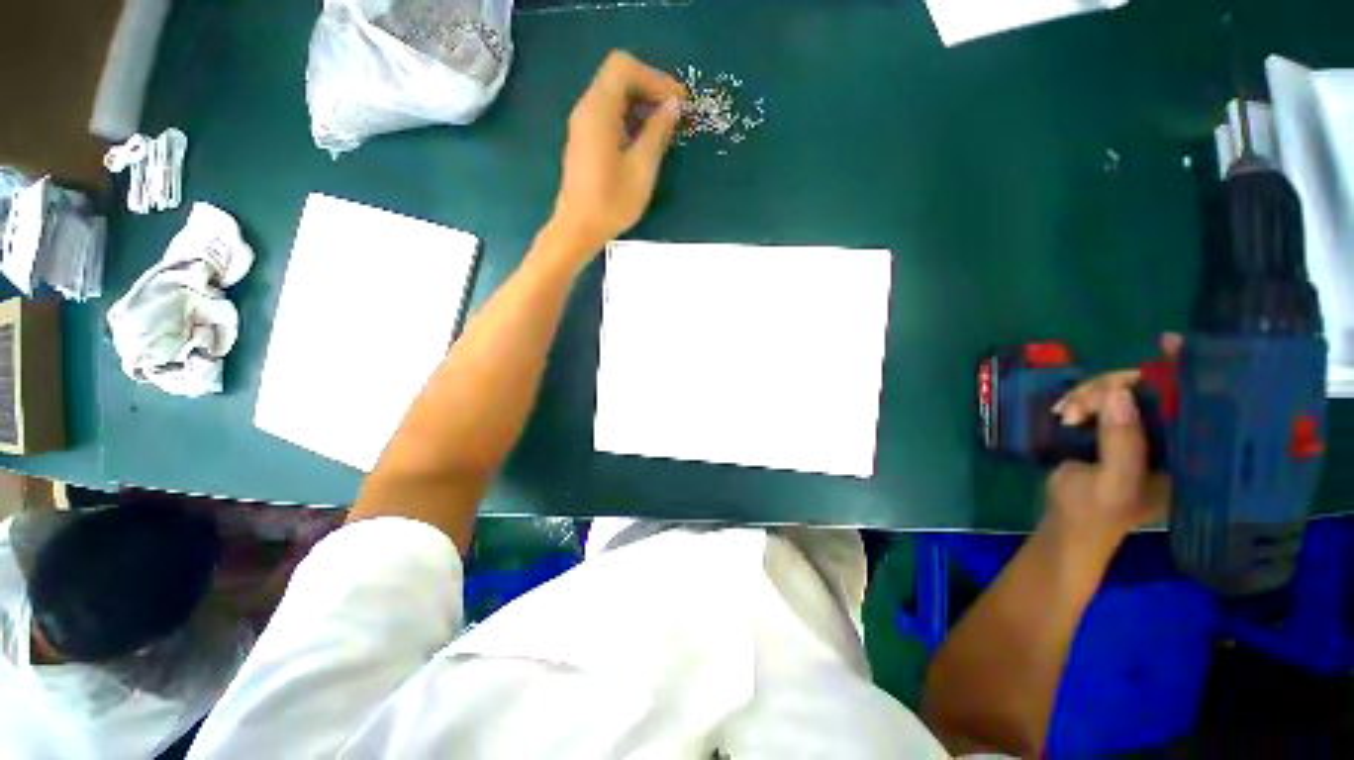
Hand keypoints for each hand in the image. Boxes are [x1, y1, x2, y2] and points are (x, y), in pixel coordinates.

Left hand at [550, 51, 686, 255]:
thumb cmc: (612, 203)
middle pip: (618, 77)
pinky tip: (645, 141)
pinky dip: (630, 118)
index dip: (655, 78)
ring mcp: (583, 125)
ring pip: (614, 96)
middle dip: (650, 88)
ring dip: (641, 105)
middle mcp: (587, 109)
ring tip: (665, 129)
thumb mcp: (642, 168)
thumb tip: (673, 105)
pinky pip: (608, 115)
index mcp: (598, 110)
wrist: (578, 229)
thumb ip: (658, 132)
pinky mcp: (585, 140)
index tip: (677, 102)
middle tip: (675, 114)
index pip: (624, 67)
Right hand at [1043, 334, 1179, 546]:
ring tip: (1066, 415)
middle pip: (1151, 390)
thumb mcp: (1113, 483)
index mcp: (1187, 456)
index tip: (1169, 345)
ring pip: (1121, 392)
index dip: (1185, 373)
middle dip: (1112, 388)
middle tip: (1081, 405)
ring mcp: (1139, 433)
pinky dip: (1080, 400)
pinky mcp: (1112, 430)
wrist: (1067, 524)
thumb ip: (1121, 443)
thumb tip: (1118, 392)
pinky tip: (1064, 412)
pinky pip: (1100, 400)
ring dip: (1089, 396)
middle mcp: (1170, 438)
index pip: (1195, 406)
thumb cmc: (1096, 514)